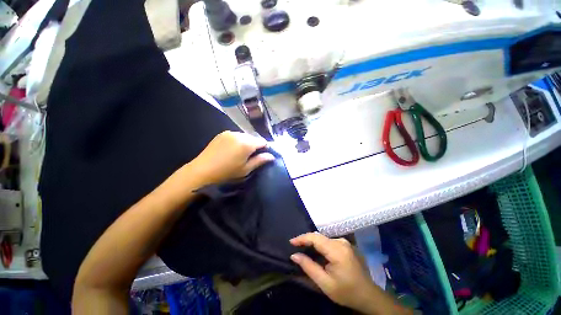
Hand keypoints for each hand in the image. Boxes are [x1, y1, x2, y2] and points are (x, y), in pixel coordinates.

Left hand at [189, 131, 274, 185]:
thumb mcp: (246, 169)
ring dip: (247, 143)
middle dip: (255, 146)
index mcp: (247, 144)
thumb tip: (271, 156)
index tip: (262, 156)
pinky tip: (232, 150)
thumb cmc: (227, 172)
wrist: (202, 170)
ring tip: (241, 153)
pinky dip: (238, 141)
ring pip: (245, 136)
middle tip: (251, 157)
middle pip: (254, 138)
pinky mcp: (222, 134)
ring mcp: (230, 133)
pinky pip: (236, 136)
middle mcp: (239, 135)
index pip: (263, 142)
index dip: (265, 148)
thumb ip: (260, 160)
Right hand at [290, 233, 377, 310]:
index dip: (302, 238)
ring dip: (313, 243)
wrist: (368, 295)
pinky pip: (329, 242)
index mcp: (337, 250)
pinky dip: (320, 246)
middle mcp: (341, 242)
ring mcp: (345, 242)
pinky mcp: (346, 245)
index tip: (291, 242)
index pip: (315, 238)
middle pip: (319, 237)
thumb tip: (294, 255)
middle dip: (306, 241)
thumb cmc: (346, 292)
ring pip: (324, 239)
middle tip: (295, 247)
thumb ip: (309, 267)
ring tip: (303, 249)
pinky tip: (317, 253)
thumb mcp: (325, 283)